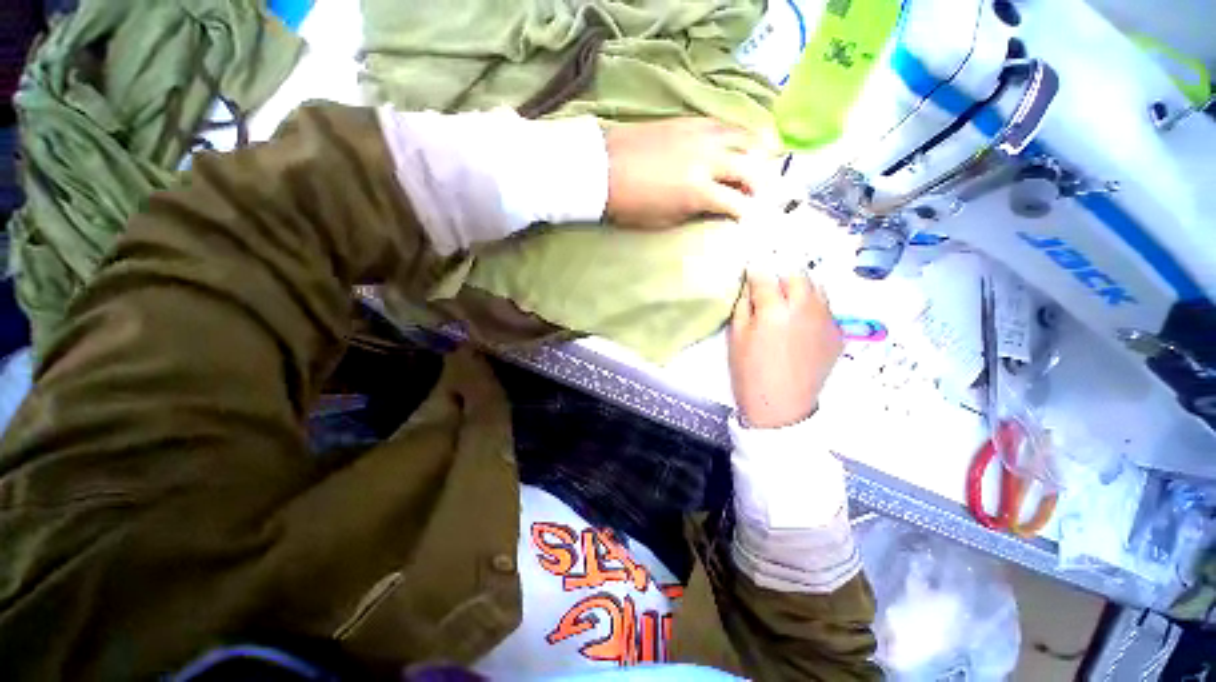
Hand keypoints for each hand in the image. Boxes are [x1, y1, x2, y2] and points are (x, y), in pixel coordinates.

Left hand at [604, 118, 773, 229]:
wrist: (604, 168)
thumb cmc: (631, 204)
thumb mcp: (664, 221)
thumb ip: (695, 213)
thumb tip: (715, 208)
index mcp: (698, 191)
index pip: (738, 203)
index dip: (748, 213)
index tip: (751, 218)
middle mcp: (707, 159)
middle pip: (751, 167)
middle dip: (762, 184)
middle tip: (761, 194)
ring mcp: (700, 135)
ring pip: (744, 137)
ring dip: (758, 152)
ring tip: (762, 163)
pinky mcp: (690, 121)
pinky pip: (725, 124)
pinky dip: (739, 134)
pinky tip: (739, 142)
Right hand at [728, 270, 842, 428]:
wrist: (781, 405)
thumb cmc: (750, 372)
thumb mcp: (737, 337)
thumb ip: (744, 306)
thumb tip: (750, 285)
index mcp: (775, 311)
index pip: (765, 277)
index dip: (756, 270)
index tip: (751, 269)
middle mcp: (806, 309)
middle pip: (798, 275)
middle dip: (782, 275)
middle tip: (770, 285)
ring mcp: (826, 320)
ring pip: (817, 289)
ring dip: (800, 288)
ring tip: (788, 301)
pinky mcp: (838, 333)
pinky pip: (826, 308)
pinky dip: (812, 307)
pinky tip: (801, 322)